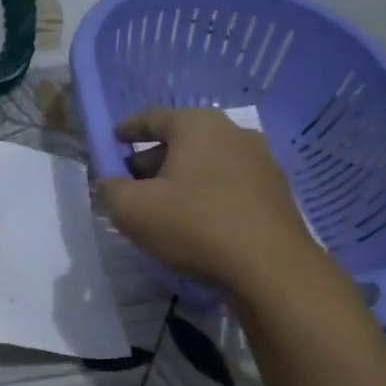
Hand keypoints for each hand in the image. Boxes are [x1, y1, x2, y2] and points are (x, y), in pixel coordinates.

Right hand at [96, 108, 329, 298]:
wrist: (270, 269)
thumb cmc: (195, 226)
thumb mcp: (132, 210)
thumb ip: (110, 190)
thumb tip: (110, 183)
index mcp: (198, 125)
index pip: (154, 117)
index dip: (128, 129)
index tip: (113, 139)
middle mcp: (233, 133)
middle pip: (182, 140)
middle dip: (152, 160)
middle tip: (130, 183)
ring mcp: (261, 162)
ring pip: (207, 163)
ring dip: (181, 179)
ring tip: (162, 207)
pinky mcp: (276, 193)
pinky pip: (229, 185)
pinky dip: (207, 195)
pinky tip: (196, 222)